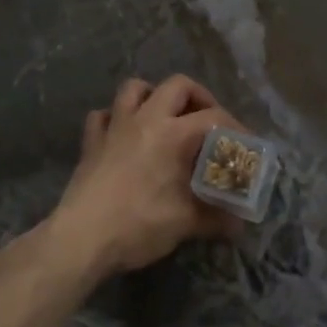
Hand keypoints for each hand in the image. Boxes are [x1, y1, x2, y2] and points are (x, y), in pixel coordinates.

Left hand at [49, 75, 245, 276]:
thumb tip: (239, 226)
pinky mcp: (91, 143)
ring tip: (166, 118)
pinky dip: (116, 118)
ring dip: (154, 96)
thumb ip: (216, 219)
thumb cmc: (139, 225)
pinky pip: (103, 116)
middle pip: (177, 85)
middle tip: (208, 121)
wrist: (81, 240)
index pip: (214, 117)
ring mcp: (114, 127)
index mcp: (173, 134)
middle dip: (198, 97)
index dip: (235, 126)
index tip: (245, 144)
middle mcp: (145, 120)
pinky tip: (123, 135)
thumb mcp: (185, 223)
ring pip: (135, 88)